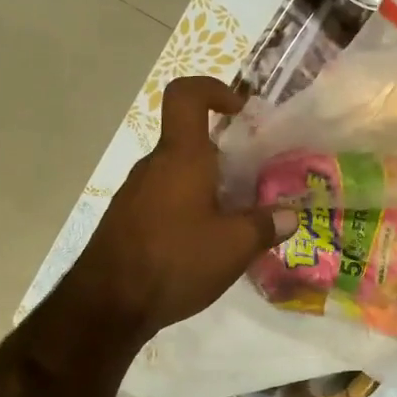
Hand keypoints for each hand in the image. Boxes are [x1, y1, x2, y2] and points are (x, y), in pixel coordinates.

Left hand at [64, 77, 296, 338]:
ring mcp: (135, 194)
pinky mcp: (127, 221)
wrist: (106, 306)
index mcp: (181, 157)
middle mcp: (154, 167)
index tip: (240, 111)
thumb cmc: (175, 261)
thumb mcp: (234, 246)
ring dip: (208, 188)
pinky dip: (188, 211)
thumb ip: (265, 225)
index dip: (213, 89)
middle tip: (255, 184)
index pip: (186, 96)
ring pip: (179, 175)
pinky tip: (204, 248)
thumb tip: (289, 215)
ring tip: (235, 223)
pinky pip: (165, 201)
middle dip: (226, 157)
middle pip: (190, 143)